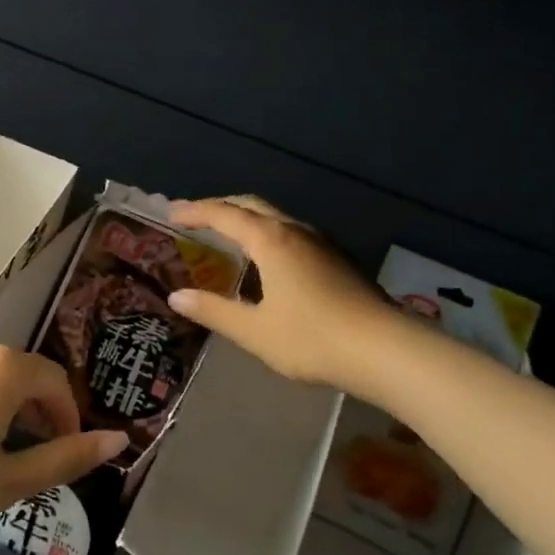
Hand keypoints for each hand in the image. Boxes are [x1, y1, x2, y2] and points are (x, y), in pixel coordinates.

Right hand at [167, 197, 400, 393]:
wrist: (384, 349)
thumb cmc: (312, 338)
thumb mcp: (254, 330)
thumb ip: (213, 311)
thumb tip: (176, 297)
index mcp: (270, 240)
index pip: (223, 214)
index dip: (195, 211)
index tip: (171, 214)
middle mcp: (294, 231)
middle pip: (250, 205)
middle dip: (219, 207)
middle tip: (195, 219)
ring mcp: (319, 242)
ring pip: (274, 217)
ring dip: (245, 219)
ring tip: (225, 236)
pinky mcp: (335, 258)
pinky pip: (289, 233)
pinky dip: (265, 234)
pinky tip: (265, 261)